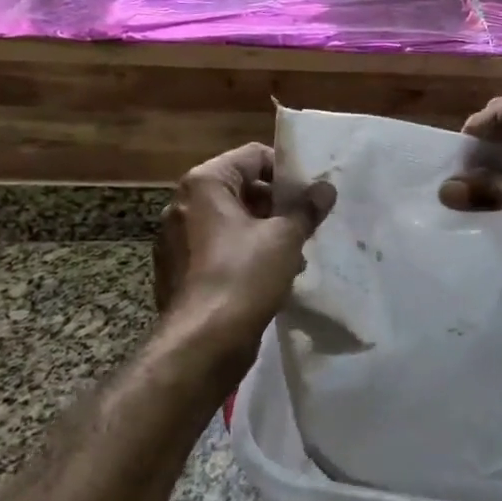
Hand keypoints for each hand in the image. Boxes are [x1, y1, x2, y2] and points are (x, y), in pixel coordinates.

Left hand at [154, 143, 335, 373]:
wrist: (202, 343)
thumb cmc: (243, 275)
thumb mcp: (285, 237)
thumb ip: (307, 209)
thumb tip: (325, 189)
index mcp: (204, 184)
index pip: (252, 157)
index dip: (286, 170)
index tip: (310, 192)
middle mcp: (183, 205)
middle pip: (240, 189)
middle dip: (277, 204)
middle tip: (307, 221)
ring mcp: (176, 240)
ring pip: (231, 221)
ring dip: (264, 231)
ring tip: (295, 252)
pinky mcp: (179, 271)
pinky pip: (218, 248)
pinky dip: (244, 253)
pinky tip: (271, 275)